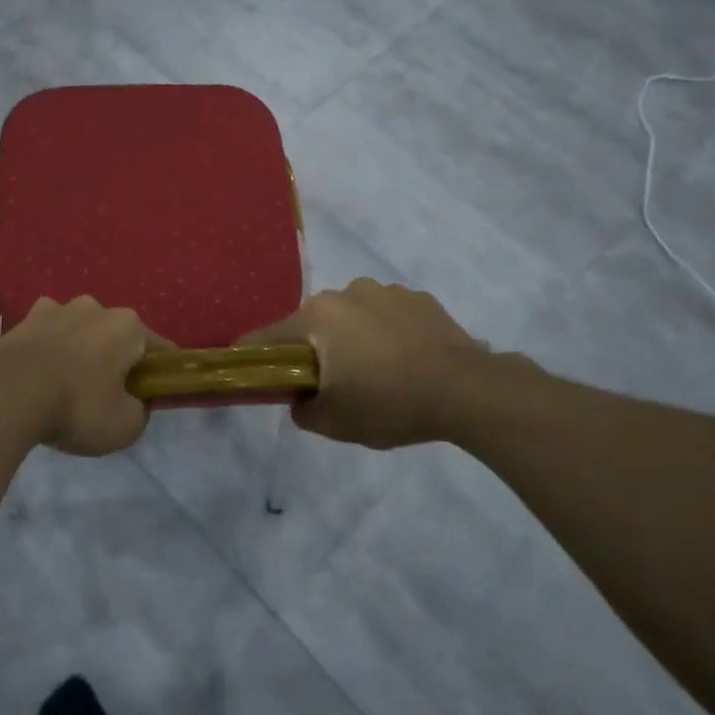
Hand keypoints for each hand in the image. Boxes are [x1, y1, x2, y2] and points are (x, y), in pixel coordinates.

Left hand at [0, 297, 167, 455]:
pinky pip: (45, 338)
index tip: (151, 396)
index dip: (159, 374)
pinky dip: (46, 353)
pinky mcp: (21, 321)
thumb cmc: (77, 406)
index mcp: (128, 326)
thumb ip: (140, 412)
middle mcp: (95, 307)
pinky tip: (38, 379)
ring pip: (78, 332)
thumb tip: (134, 403)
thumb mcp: (125, 426)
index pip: (159, 348)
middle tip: (105, 396)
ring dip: (77, 352)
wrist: (6, 394)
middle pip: (114, 336)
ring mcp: (54, 309)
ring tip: (65, 387)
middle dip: (113, 360)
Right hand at [241, 279, 496, 448]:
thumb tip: (300, 399)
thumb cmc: (389, 403)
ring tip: (378, 373)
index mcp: (317, 316)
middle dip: (316, 350)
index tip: (247, 368)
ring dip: (354, 339)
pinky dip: (388, 334)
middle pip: (315, 325)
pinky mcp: (420, 299)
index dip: (253, 354)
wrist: (467, 391)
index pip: (268, 336)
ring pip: (353, 317)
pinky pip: (388, 316)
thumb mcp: (335, 422)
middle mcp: (346, 292)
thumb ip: (303, 411)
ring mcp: (386, 291)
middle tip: (332, 385)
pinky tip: (407, 362)